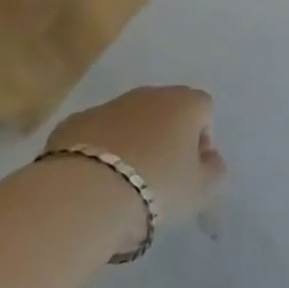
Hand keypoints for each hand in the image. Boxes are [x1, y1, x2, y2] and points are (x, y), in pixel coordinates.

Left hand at [44, 86, 226, 231]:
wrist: (85, 193)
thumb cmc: (155, 187)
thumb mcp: (200, 190)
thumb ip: (213, 171)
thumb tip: (210, 159)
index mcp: (184, 103)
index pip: (204, 111)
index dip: (201, 141)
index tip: (190, 172)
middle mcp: (149, 94)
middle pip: (166, 112)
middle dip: (165, 140)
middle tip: (159, 179)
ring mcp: (109, 105)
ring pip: (129, 122)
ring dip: (132, 144)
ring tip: (123, 185)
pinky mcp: (75, 122)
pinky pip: (96, 135)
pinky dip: (99, 152)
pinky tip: (93, 183)